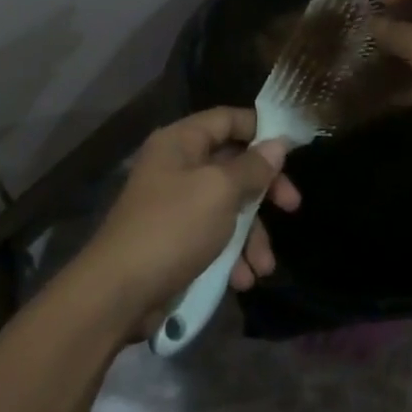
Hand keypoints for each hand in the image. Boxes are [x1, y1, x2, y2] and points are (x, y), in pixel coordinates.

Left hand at [78, 107, 299, 329]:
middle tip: (292, 206)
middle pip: (232, 164)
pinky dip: (231, 255)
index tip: (292, 149)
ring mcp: (175, 203)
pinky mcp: (175, 239)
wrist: (119, 292)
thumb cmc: (173, 228)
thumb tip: (276, 145)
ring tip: (264, 267)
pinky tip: (242, 280)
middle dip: (264, 191)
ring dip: (251, 235)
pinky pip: (213, 236)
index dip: (260, 129)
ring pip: (227, 206)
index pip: (227, 119)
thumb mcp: (220, 192)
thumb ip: (252, 167)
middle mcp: (177, 165)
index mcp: (180, 141)